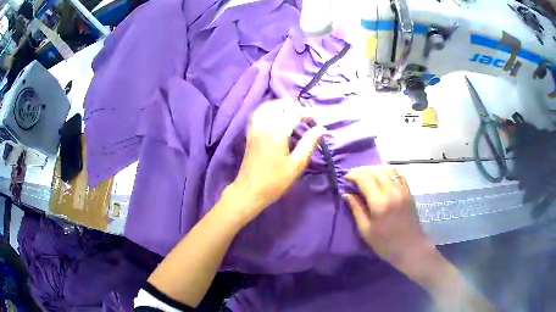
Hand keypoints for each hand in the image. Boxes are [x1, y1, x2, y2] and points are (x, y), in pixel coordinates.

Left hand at [225, 100, 324, 222]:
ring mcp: (254, 128)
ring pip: (266, 107)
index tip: (315, 120)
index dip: (306, 113)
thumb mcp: (297, 164)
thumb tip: (321, 129)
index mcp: (277, 132)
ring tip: (291, 113)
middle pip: (278, 105)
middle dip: (293, 107)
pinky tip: (275, 118)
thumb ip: (309, 143)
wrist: (249, 191)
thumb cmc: (275, 181)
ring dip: (280, 106)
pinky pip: (258, 114)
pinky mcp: (250, 134)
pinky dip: (268, 110)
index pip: (293, 112)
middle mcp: (264, 125)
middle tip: (304, 116)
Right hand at [343, 167, 432, 271]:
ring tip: (366, 176)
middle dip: (361, 170)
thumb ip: (356, 210)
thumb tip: (347, 194)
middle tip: (352, 177)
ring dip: (374, 169)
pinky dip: (388, 170)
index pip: (364, 179)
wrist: (410, 248)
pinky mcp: (409, 192)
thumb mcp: (365, 230)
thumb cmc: (385, 244)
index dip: (353, 175)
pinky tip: (382, 176)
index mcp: (380, 203)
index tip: (345, 178)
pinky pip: (399, 173)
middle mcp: (392, 192)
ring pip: (387, 169)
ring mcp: (403, 190)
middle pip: (375, 171)